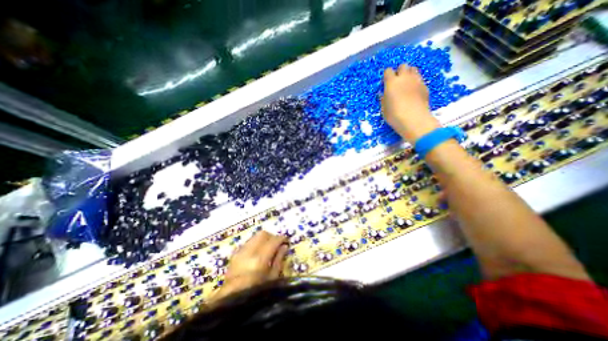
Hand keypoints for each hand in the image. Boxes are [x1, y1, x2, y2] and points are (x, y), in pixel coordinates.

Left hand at [213, 229, 288, 300]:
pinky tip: (258, 253)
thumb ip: (279, 259)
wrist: (232, 302)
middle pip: (263, 234)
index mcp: (260, 259)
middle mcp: (249, 252)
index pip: (274, 241)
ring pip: (254, 237)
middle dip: (272, 236)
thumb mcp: (272, 278)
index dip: (282, 238)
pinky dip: (255, 244)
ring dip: (263, 239)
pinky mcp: (235, 254)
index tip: (287, 241)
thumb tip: (284, 246)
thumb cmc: (256, 293)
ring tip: (268, 248)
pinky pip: (248, 243)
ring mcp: (240, 252)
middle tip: (277, 243)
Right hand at [381, 65, 439, 142]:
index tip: (386, 82)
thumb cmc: (394, 115)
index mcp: (391, 82)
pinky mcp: (425, 86)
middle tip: (397, 81)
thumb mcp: (384, 109)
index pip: (388, 70)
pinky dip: (416, 82)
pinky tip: (414, 92)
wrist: (414, 119)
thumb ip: (384, 99)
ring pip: (413, 69)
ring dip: (409, 74)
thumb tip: (384, 93)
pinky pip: (419, 79)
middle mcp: (404, 78)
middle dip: (399, 71)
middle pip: (403, 66)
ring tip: (406, 84)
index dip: (387, 76)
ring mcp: (416, 80)